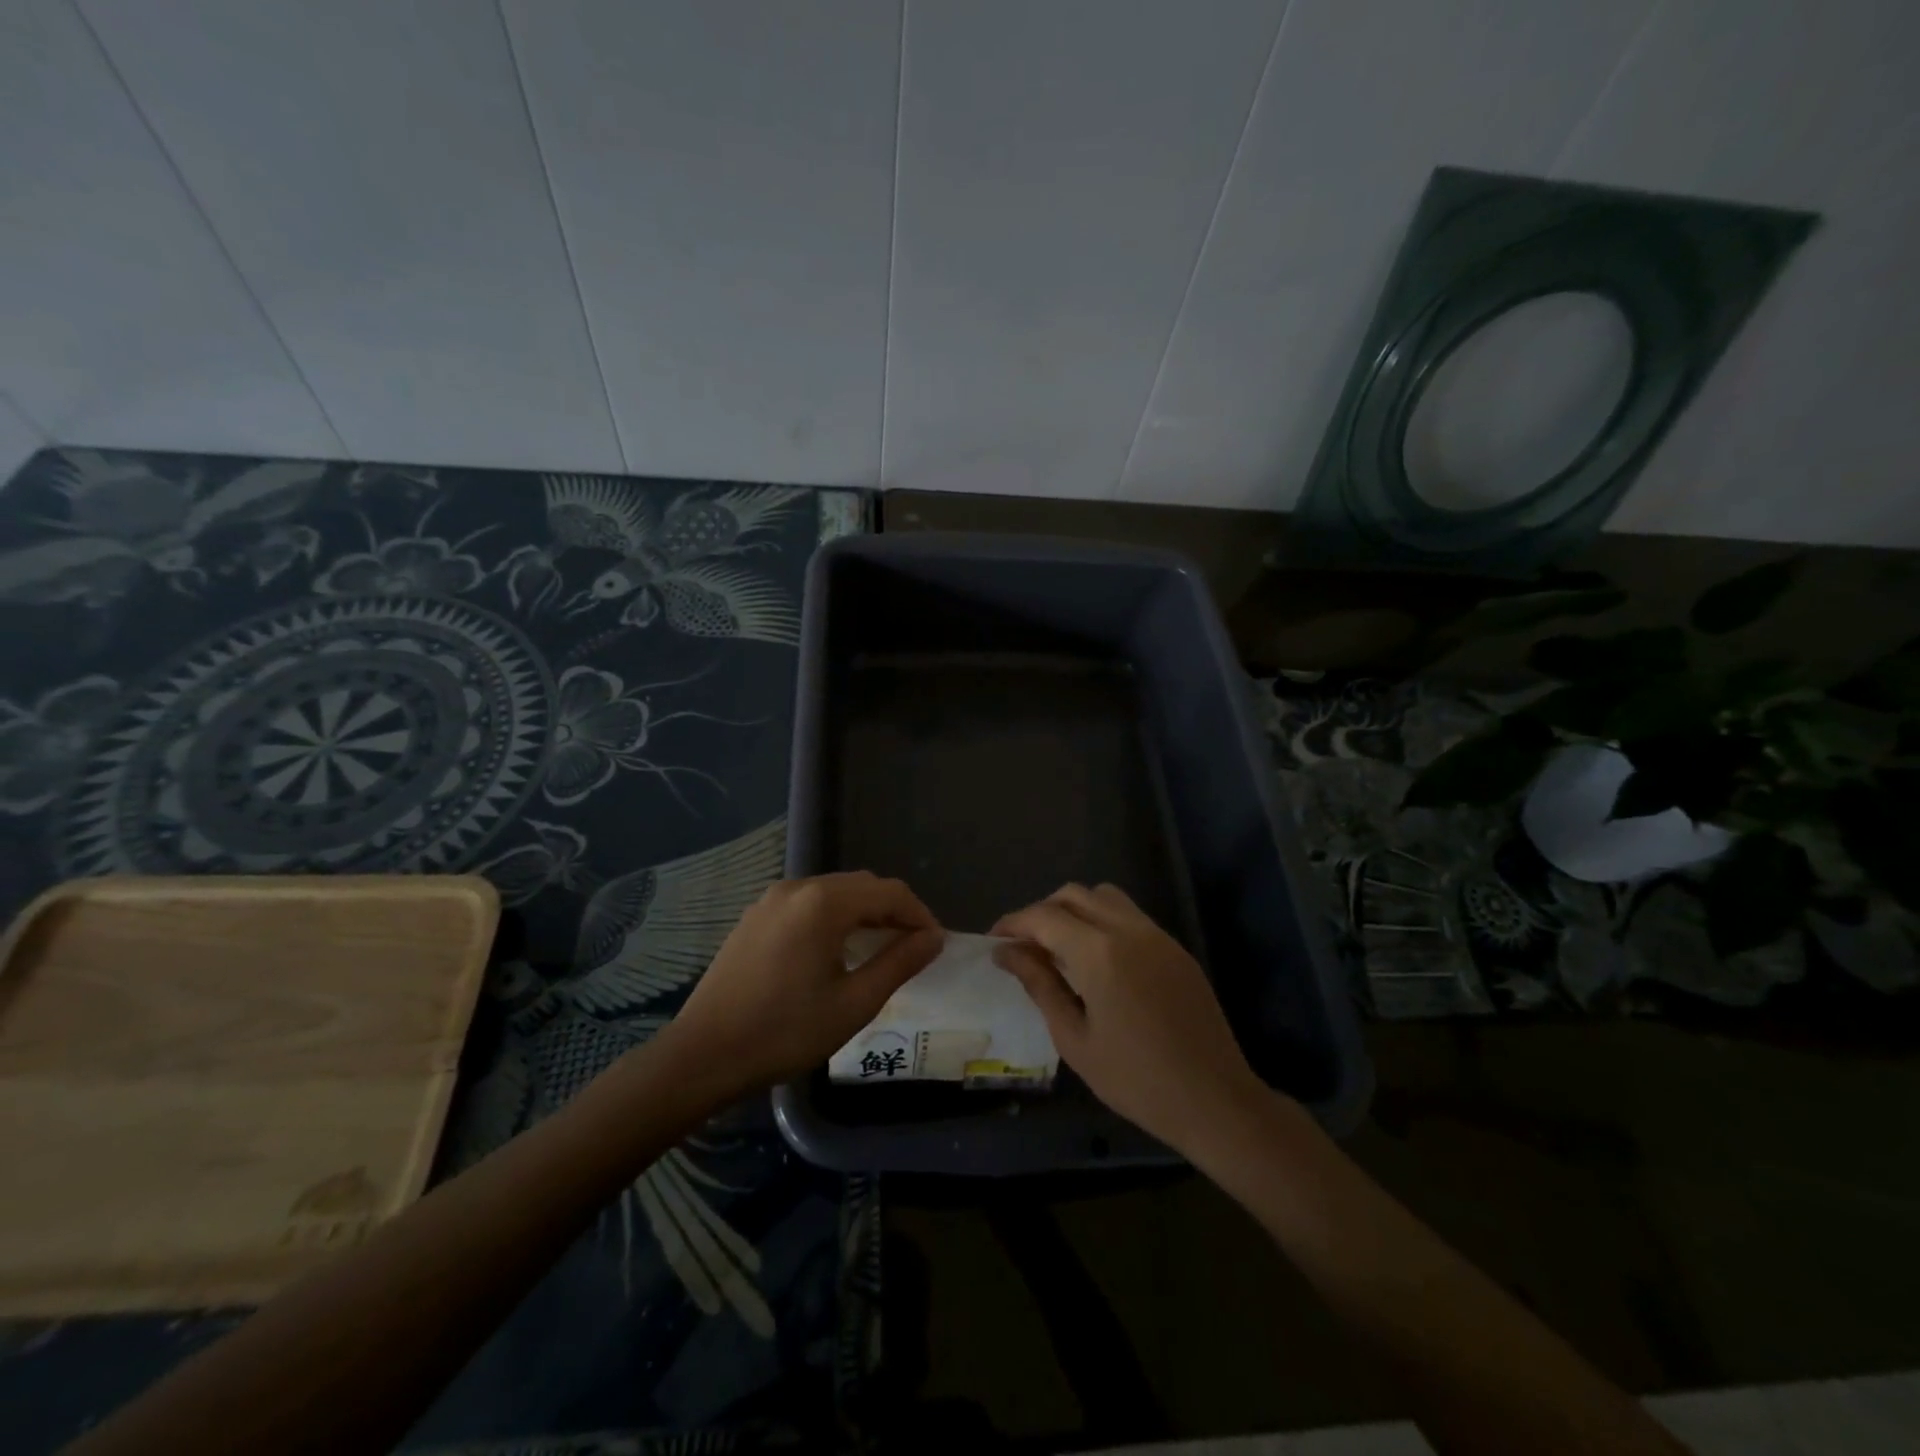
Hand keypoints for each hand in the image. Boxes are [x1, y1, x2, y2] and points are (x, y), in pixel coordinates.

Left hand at [658, 871, 942, 1101]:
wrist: (702, 1055)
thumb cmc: (784, 1032)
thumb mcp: (853, 1003)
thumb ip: (899, 963)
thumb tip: (933, 938)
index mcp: (823, 903)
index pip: (889, 892)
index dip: (919, 915)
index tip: (936, 945)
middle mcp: (797, 887)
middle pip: (862, 885)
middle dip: (894, 911)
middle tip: (913, 948)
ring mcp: (771, 899)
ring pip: (835, 891)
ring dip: (865, 913)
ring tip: (881, 950)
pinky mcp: (755, 916)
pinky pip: (808, 903)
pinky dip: (835, 917)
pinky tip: (837, 950)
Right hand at [994, 883, 1269, 1155]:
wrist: (1215, 1100)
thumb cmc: (1135, 1079)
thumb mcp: (1074, 1038)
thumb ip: (1040, 984)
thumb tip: (1006, 952)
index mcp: (1099, 952)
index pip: (1044, 916)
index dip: (1014, 923)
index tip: (995, 941)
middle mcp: (1128, 929)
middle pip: (1074, 895)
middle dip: (1042, 912)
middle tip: (1024, 945)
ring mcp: (1157, 935)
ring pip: (1105, 897)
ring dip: (1075, 910)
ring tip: (1060, 948)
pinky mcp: (1175, 948)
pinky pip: (1130, 916)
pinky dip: (1103, 922)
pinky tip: (1097, 961)